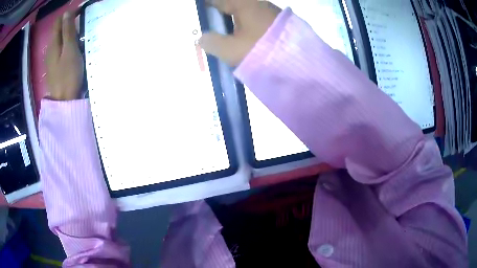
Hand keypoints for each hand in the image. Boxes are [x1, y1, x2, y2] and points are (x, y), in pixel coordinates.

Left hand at [46, 12, 83, 100]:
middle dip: (68, 23)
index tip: (81, 12)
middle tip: (82, 24)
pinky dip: (66, 43)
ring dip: (68, 33)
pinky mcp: (54, 65)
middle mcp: (50, 48)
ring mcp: (51, 58)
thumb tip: (66, 13)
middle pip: (58, 29)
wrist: (64, 101)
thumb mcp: (70, 50)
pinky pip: (59, 48)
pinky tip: (73, 47)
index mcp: (53, 43)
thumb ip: (68, 31)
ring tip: (79, 34)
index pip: (59, 21)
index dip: (69, 14)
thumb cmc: (68, 74)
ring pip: (59, 38)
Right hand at [199, 0, 280, 65]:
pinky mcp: (277, 22)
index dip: (206, 6)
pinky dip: (245, 26)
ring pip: (244, 13)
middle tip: (210, 28)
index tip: (199, 14)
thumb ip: (212, 42)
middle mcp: (257, 3)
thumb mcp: (231, 49)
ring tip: (225, 36)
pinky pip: (255, 20)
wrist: (299, 62)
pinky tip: (243, 39)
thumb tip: (202, 38)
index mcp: (244, 4)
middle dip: (220, 15)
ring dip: (233, 22)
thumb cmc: (261, 50)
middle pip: (232, 5)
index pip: (218, 1)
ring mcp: (269, 12)